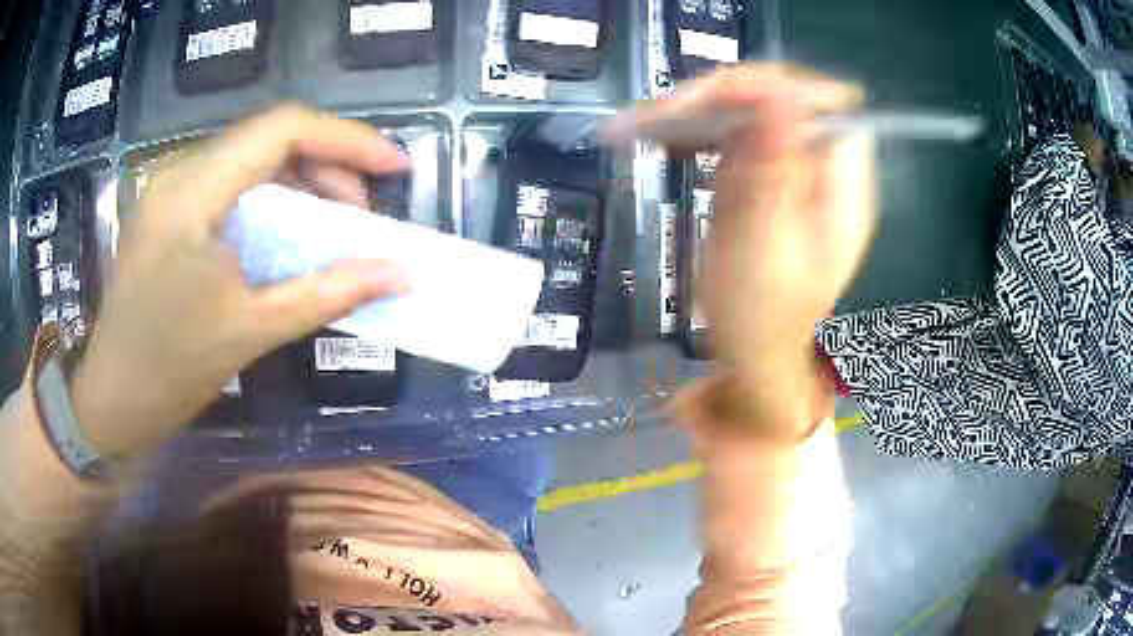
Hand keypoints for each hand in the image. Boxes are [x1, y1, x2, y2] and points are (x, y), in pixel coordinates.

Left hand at [71, 104, 410, 455]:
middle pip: (271, 136)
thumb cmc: (172, 370)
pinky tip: (289, 231)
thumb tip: (400, 274)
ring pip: (254, 154)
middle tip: (359, 217)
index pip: (283, 129)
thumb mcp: (252, 331)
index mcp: (192, 193)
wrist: (114, 396)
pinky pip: (233, 179)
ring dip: (302, 180)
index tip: (396, 167)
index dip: (347, 140)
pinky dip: (272, 197)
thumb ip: (328, 293)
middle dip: (329, 165)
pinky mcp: (170, 204)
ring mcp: (171, 185)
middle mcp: (179, 171)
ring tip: (332, 226)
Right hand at [607, 64, 876, 421]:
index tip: (715, 98)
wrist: (754, 354)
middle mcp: (823, 168)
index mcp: (843, 186)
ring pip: (751, 111)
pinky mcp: (765, 176)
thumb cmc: (763, 318)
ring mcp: (793, 168)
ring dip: (700, 110)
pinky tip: (659, 136)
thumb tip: (775, 96)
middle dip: (725, 97)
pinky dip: (697, 130)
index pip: (823, 103)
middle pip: (782, 99)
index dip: (773, 87)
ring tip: (645, 123)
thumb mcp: (766, 248)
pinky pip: (734, 135)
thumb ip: (773, 171)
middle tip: (665, 113)